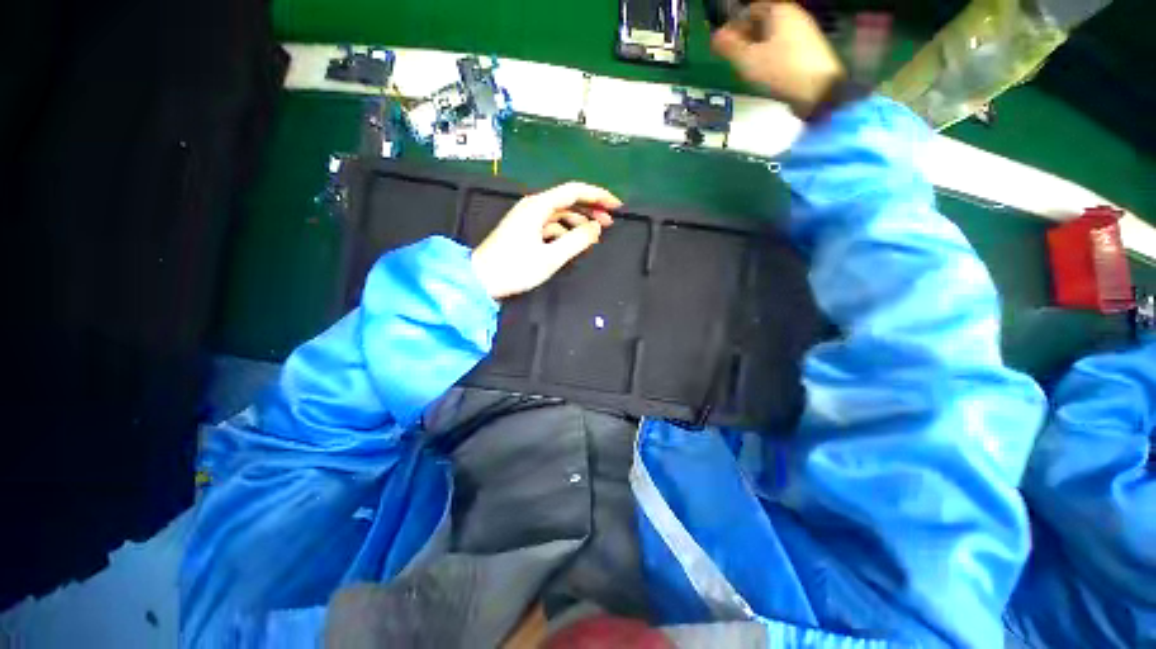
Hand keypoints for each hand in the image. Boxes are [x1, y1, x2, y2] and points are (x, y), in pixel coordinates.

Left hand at [471, 182, 621, 298]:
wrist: (481, 279)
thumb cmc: (515, 268)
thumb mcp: (551, 257)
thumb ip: (577, 241)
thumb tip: (596, 228)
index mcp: (539, 206)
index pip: (575, 191)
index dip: (598, 196)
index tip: (616, 206)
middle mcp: (533, 206)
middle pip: (568, 201)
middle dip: (591, 209)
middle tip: (610, 223)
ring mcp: (527, 218)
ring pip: (560, 214)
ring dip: (578, 222)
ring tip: (594, 236)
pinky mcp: (524, 231)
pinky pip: (551, 225)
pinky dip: (565, 231)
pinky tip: (573, 242)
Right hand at [712, 1, 844, 118]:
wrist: (818, 90)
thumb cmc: (780, 70)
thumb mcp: (748, 60)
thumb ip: (729, 47)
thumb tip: (715, 37)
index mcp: (779, 10)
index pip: (750, 9)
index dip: (733, 25)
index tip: (723, 44)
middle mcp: (794, 15)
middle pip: (763, 22)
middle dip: (745, 38)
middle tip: (732, 57)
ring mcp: (804, 33)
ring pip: (773, 36)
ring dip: (757, 49)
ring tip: (746, 69)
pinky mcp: (809, 51)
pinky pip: (783, 48)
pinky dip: (770, 56)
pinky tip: (764, 74)